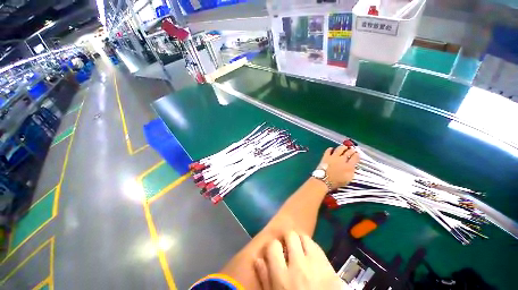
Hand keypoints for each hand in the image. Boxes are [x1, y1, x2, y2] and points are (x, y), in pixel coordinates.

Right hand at [254, 231, 342, 289]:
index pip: (273, 246)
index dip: (272, 246)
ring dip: (300, 241)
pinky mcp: (329, 267)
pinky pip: (317, 247)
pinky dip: (312, 248)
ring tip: (299, 250)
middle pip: (291, 236)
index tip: (274, 251)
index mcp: (282, 277)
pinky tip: (311, 256)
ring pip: (305, 238)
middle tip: (287, 247)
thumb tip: (258, 259)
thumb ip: (265, 279)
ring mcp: (316, 265)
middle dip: (287, 239)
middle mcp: (299, 266)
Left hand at [319, 145, 358, 189]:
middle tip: (352, 149)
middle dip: (351, 150)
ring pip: (339, 149)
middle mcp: (342, 159)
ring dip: (343, 147)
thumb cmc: (336, 182)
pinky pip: (328, 150)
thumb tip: (352, 166)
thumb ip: (351, 171)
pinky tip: (332, 149)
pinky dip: (331, 149)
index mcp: (349, 166)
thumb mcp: (348, 179)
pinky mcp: (326, 156)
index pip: (355, 158)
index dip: (357, 155)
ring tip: (344, 147)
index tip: (357, 153)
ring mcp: (333, 157)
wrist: (324, 180)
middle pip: (348, 152)